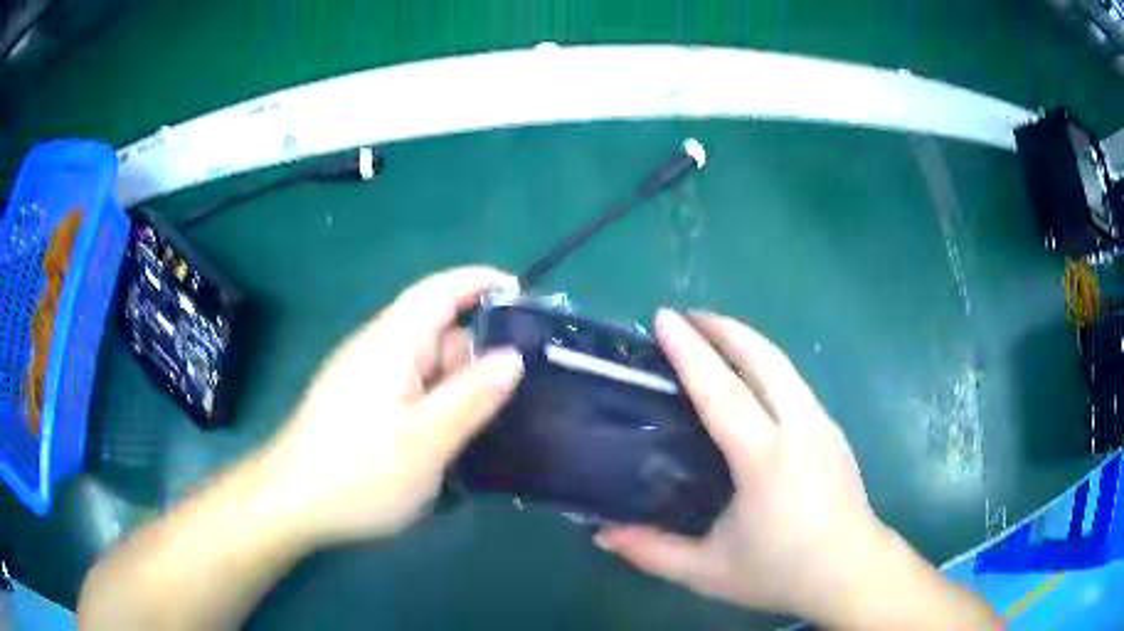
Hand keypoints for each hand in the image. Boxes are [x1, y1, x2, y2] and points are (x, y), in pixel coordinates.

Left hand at [260, 266, 524, 545]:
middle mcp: (376, 349)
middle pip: (435, 329)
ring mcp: (365, 377)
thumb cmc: (359, 473)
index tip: (523, 294)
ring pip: (424, 363)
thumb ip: (471, 397)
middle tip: (527, 380)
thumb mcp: (425, 442)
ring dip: (460, 379)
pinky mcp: (360, 402)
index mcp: (391, 343)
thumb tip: (512, 357)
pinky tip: (454, 430)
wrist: (292, 503)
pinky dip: (438, 398)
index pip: (439, 290)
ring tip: (500, 411)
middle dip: (479, 347)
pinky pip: (409, 386)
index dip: (480, 281)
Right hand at [595, 309, 891, 621]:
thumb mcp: (709, 572)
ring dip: (747, 341)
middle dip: (724, 328)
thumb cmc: (782, 572)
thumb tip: (601, 534)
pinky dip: (767, 364)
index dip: (691, 351)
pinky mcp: (833, 430)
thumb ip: (652, 552)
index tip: (664, 319)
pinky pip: (795, 383)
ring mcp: (822, 425)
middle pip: (763, 358)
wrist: (853, 571)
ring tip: (715, 336)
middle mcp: (798, 428)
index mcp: (765, 459)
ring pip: (784, 365)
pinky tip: (752, 381)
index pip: (723, 391)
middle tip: (687, 316)